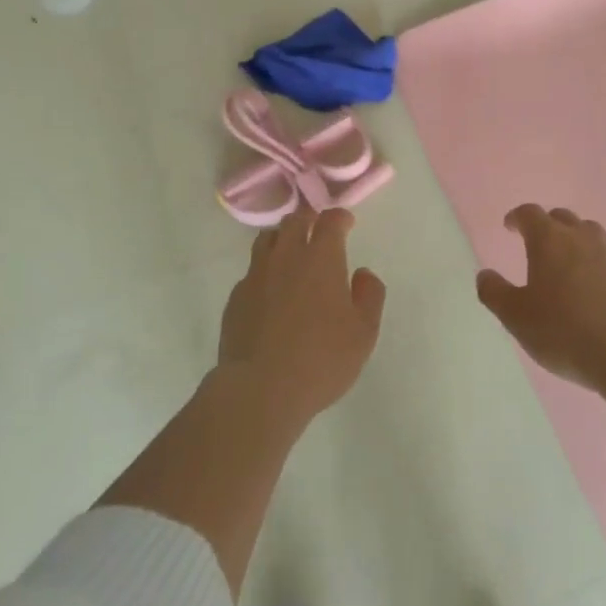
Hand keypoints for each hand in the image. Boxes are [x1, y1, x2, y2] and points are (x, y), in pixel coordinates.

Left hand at [218, 205, 386, 427]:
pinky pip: (252, 271)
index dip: (339, 217)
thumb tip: (363, 274)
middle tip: (317, 230)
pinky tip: (270, 290)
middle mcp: (286, 256)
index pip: (329, 220)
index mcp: (321, 258)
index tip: (346, 223)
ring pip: (267, 239)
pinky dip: (264, 270)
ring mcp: (256, 275)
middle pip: (294, 221)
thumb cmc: (321, 359)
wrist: (259, 389)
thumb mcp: (363, 332)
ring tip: (291, 252)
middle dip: (309, 219)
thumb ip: (369, 296)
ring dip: (282, 238)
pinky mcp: (236, 297)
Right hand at [477, 205, 605, 391]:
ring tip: (568, 263)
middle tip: (538, 243)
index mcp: (549, 240)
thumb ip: (495, 292)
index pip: (530, 214)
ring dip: (576, 241)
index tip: (510, 226)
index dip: (517, 218)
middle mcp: (582, 237)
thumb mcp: (516, 316)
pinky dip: (598, 265)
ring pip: (591, 234)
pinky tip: (596, 288)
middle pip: (562, 218)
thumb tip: (485, 275)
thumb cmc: (563, 331)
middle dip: (547, 225)